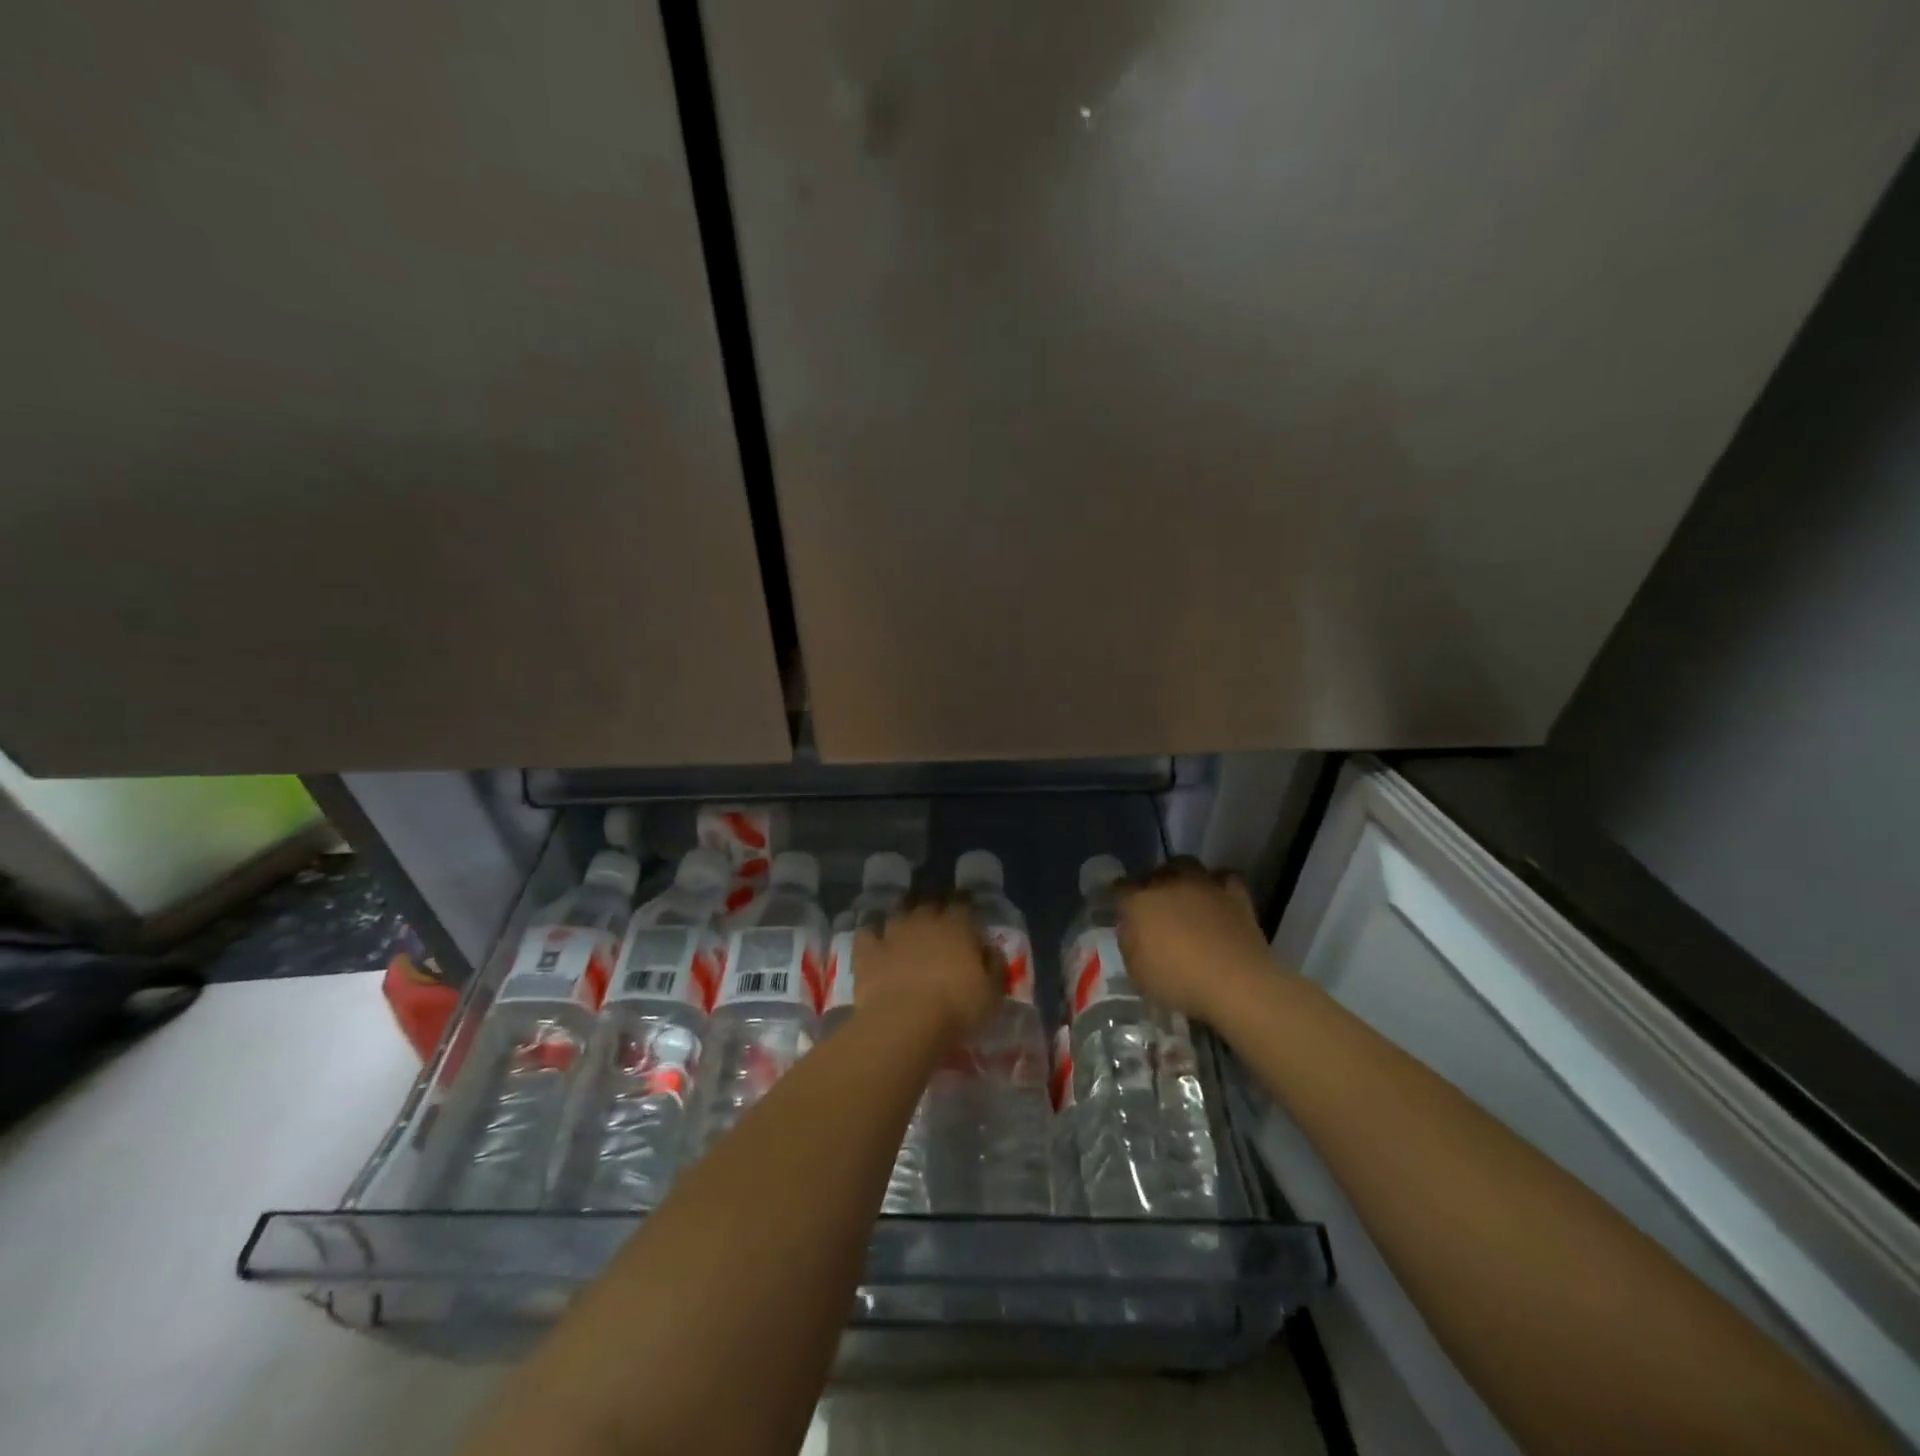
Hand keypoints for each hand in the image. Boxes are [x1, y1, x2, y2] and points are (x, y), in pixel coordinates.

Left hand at [853, 898, 1003, 1045]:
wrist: (905, 1022)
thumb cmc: (956, 1009)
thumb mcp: (992, 993)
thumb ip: (995, 966)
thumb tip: (991, 950)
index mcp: (957, 926)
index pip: (964, 904)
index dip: (966, 907)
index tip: (968, 915)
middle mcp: (924, 920)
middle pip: (930, 902)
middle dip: (935, 907)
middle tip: (938, 920)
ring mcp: (893, 932)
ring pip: (899, 912)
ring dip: (905, 915)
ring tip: (907, 925)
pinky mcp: (868, 950)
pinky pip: (868, 932)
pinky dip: (872, 933)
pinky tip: (875, 940)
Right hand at [1118, 858, 1272, 1022]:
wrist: (1237, 984)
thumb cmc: (1180, 983)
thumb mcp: (1137, 973)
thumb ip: (1130, 943)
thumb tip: (1132, 929)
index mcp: (1139, 901)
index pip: (1120, 887)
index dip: (1120, 898)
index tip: (1123, 912)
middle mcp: (1168, 882)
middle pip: (1154, 872)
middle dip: (1152, 885)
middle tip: (1156, 906)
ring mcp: (1203, 883)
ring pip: (1186, 864)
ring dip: (1181, 876)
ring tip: (1186, 896)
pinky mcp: (1235, 892)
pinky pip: (1222, 877)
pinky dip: (1217, 885)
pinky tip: (1217, 900)